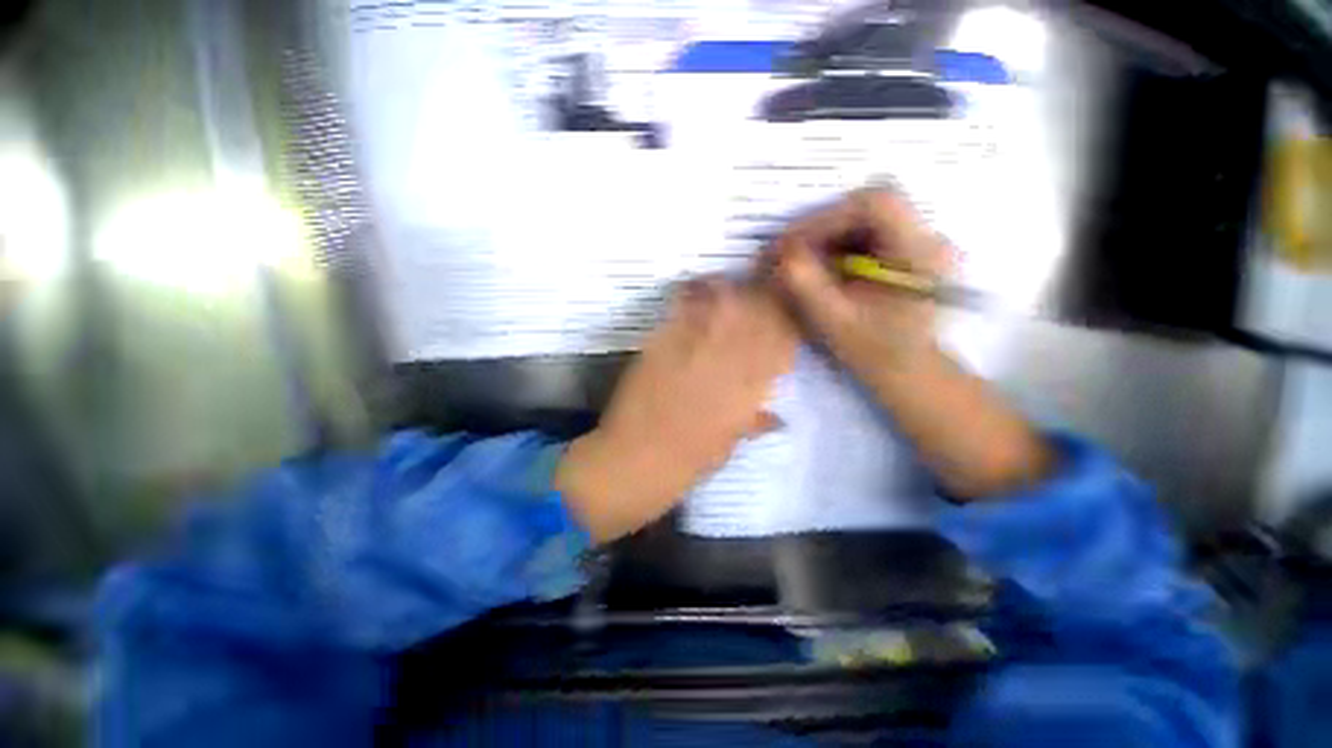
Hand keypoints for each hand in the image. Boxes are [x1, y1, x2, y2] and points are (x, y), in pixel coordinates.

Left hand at [555, 280, 796, 541]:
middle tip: (763, 292)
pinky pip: (687, 304)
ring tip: (734, 287)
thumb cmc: (687, 460)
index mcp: (750, 389)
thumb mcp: (729, 444)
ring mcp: (696, 346)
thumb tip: (779, 418)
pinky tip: (699, 288)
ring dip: (736, 289)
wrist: (637, 458)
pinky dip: (697, 291)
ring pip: (729, 301)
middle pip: (760, 313)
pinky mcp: (664, 339)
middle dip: (767, 298)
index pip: (783, 342)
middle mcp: (730, 361)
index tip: (787, 314)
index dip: (789, 322)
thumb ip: (755, 422)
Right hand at [770, 188, 1050, 498]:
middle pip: (857, 212)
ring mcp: (904, 258)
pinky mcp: (889, 275)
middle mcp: (919, 244)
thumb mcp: (848, 334)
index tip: (785, 250)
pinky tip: (802, 284)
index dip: (822, 218)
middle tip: (775, 263)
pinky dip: (820, 263)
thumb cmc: (899, 372)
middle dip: (811, 233)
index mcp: (921, 253)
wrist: (930, 399)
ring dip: (813, 249)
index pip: (873, 200)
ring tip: (784, 276)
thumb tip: (777, 257)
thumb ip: (812, 291)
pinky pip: (850, 254)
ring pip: (851, 232)